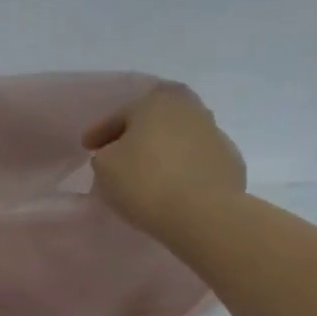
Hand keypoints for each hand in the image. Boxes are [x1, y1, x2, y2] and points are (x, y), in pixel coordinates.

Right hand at [82, 83, 246, 238]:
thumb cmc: (145, 181)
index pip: (119, 115)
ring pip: (177, 139)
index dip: (99, 132)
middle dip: (135, 135)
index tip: (86, 147)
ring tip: (145, 173)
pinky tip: (170, 186)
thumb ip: (105, 154)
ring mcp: (215, 134)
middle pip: (153, 121)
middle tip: (118, 154)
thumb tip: (118, 154)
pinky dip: (180, 168)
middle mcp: (189, 109)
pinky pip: (194, 161)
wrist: (203, 214)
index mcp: (156, 101)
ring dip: (161, 151)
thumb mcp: (104, 166)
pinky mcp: (230, 162)